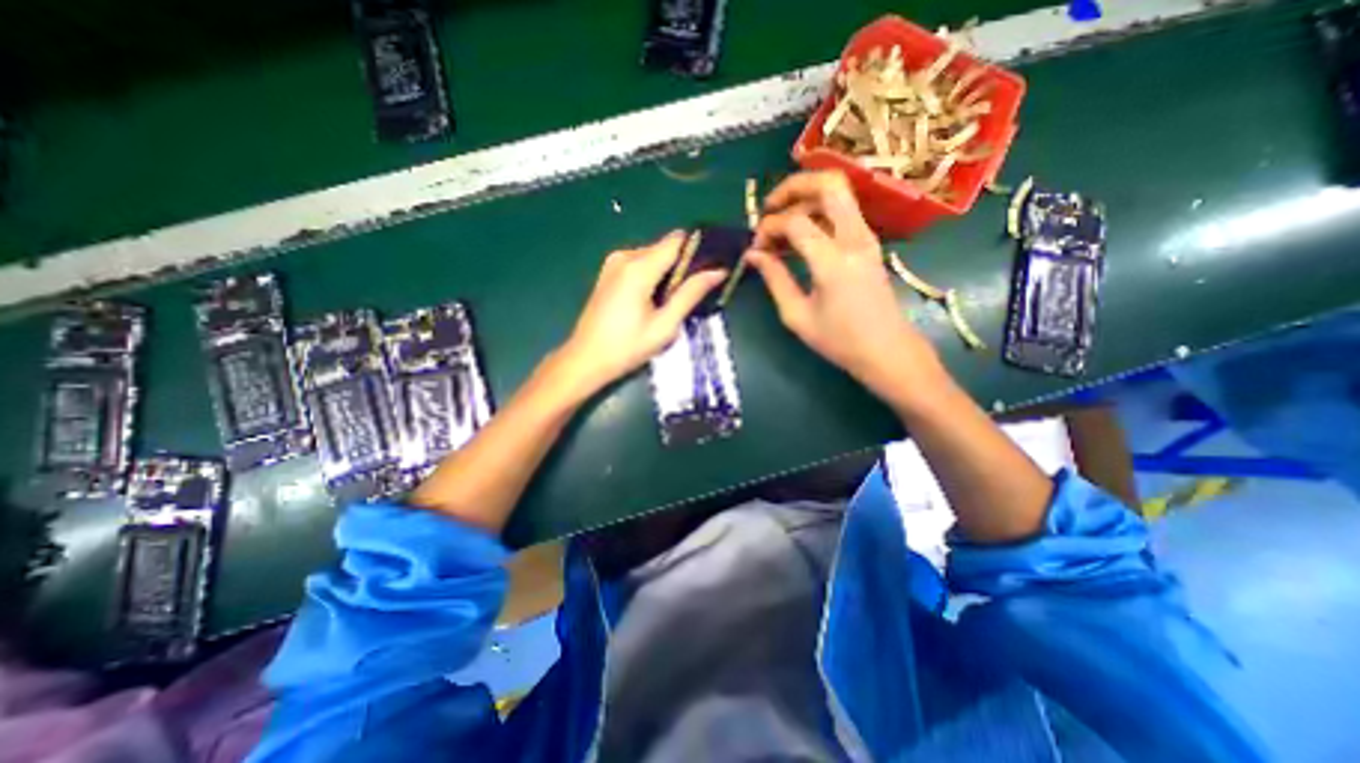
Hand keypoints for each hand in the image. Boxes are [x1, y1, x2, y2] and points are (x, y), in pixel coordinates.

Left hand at [553, 230, 727, 397]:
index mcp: (639, 268)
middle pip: (665, 248)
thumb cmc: (627, 347)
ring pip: (653, 256)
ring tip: (671, 303)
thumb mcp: (664, 325)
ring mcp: (614, 262)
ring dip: (668, 273)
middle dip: (683, 266)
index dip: (698, 249)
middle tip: (692, 295)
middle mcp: (625, 256)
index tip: (712, 267)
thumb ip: (691, 294)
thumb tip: (718, 271)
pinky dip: (653, 276)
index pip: (677, 240)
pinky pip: (640, 264)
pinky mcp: (609, 272)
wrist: (586, 359)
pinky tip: (653, 301)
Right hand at [744, 170, 948, 408]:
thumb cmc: (840, 341)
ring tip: (781, 220)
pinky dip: (818, 211)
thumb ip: (774, 279)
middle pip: (828, 183)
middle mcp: (854, 238)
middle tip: (768, 208)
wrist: (888, 351)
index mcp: (833, 260)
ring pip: (838, 191)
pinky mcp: (869, 242)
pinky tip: (800, 233)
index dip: (769, 228)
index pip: (795, 221)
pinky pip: (842, 210)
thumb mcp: (797, 316)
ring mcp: (866, 236)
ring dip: (806, 196)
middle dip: (793, 186)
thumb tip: (753, 254)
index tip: (756, 248)